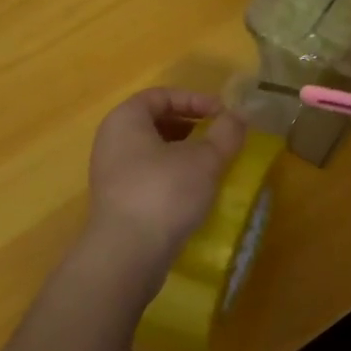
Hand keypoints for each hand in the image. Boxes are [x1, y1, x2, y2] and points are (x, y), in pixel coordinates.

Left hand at [82, 88, 247, 292]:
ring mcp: (111, 173)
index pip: (161, 95)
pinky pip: (148, 176)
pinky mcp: (117, 202)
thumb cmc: (164, 193)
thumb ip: (226, 133)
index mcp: (126, 120)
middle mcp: (112, 141)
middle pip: (155, 122)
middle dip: (191, 126)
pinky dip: (173, 175)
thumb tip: (240, 116)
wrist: (127, 255)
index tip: (222, 114)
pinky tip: (196, 191)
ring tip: (212, 164)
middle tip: (219, 137)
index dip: (195, 99)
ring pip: (152, 151)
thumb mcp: (205, 159)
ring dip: (184, 152)